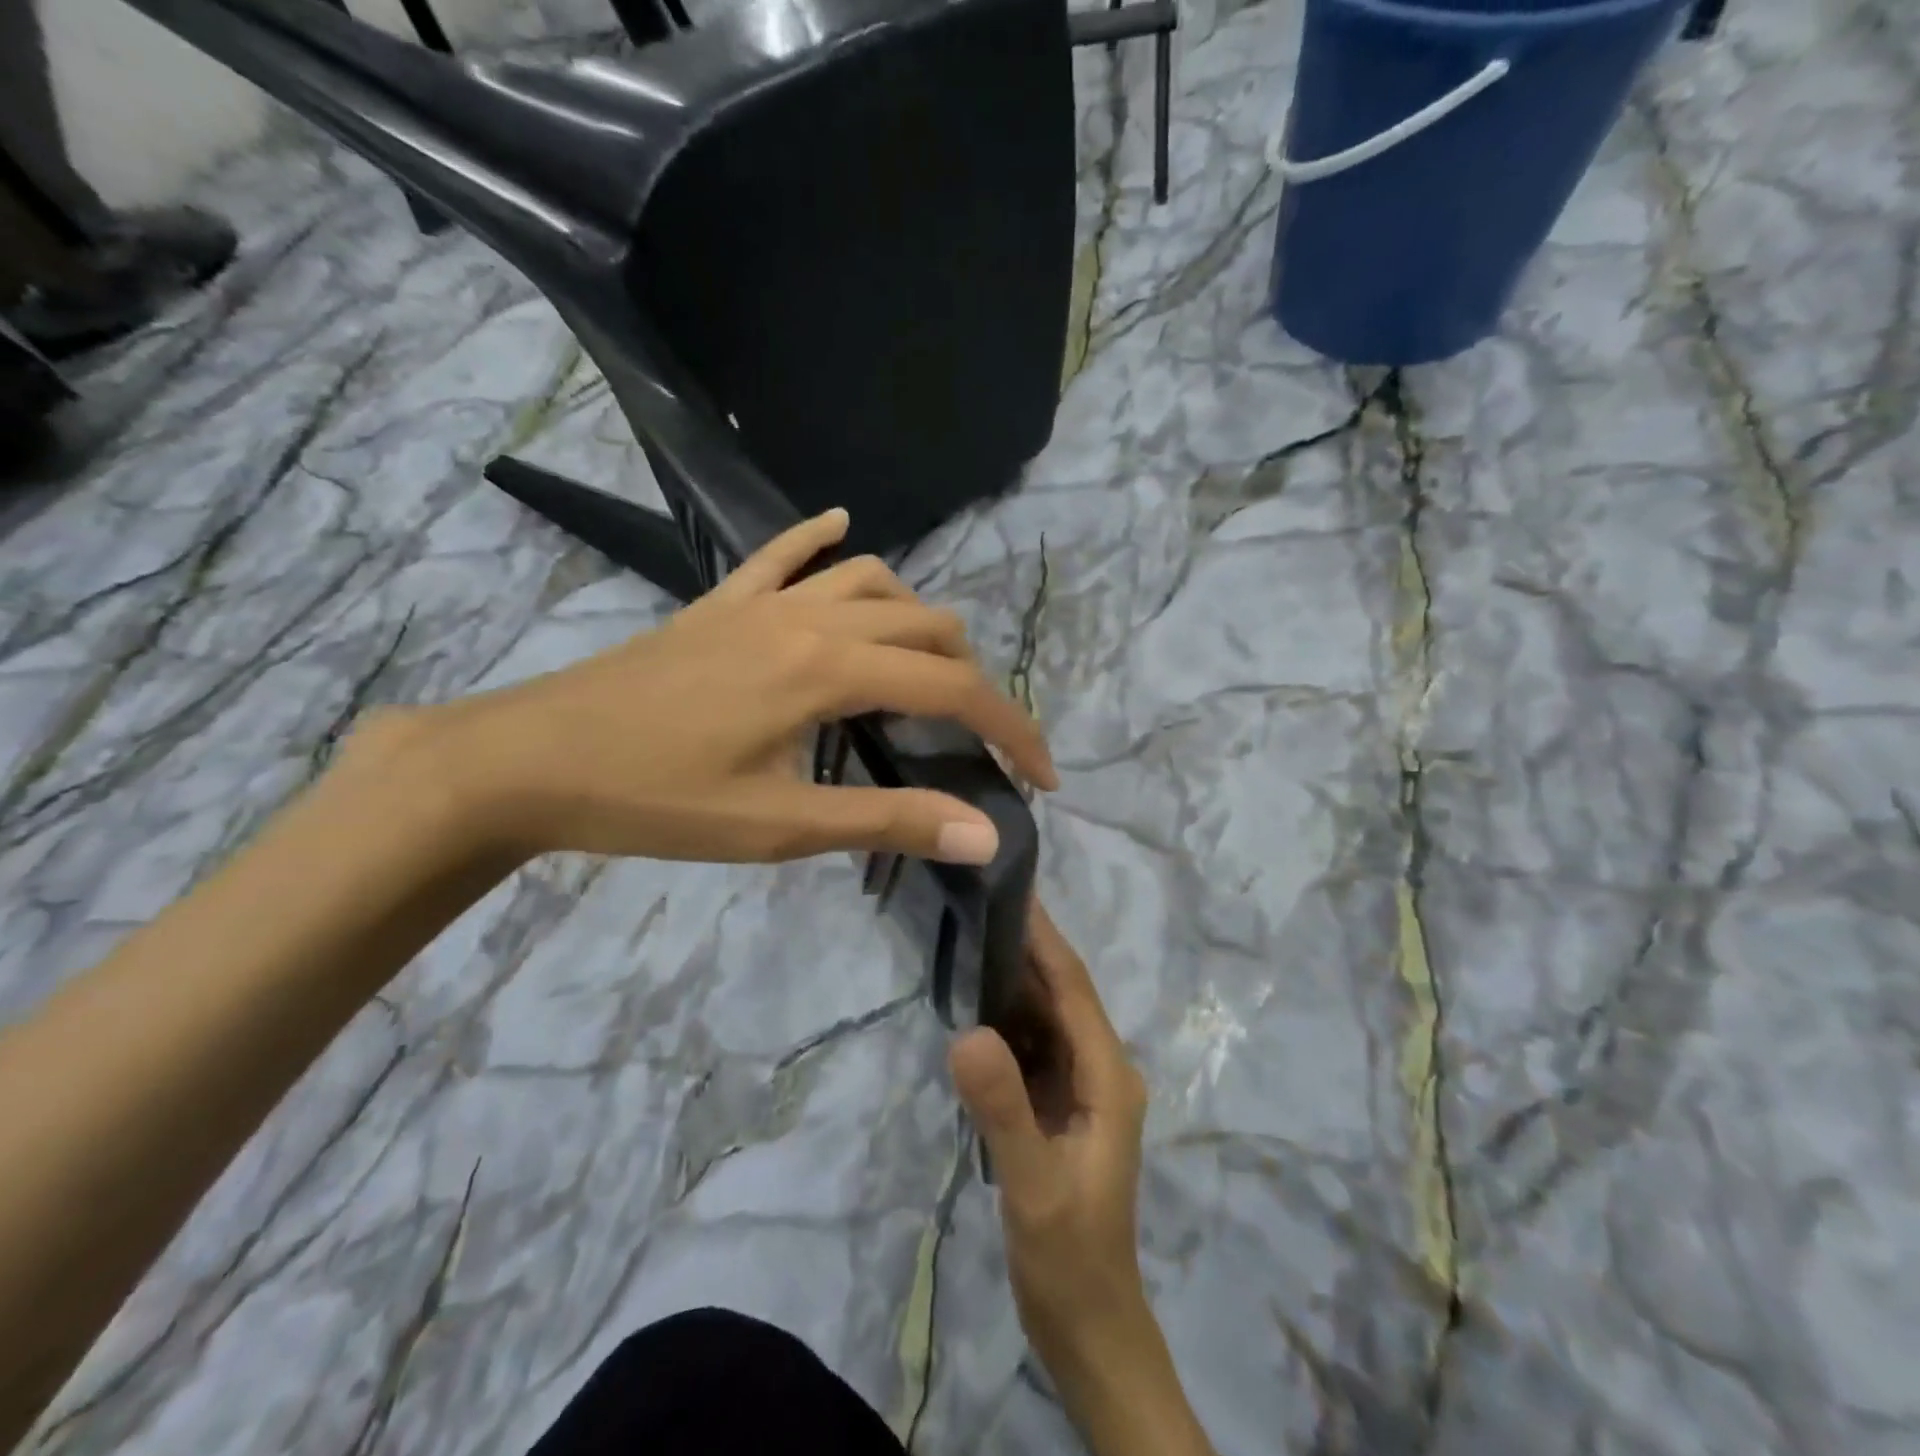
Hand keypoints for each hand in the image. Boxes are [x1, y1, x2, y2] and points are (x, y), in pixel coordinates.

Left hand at [386, 508, 1057, 865]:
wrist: (530, 759)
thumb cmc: (656, 800)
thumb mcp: (780, 825)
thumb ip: (888, 819)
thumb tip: (985, 833)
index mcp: (829, 669)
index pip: (953, 688)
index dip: (1011, 730)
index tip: (1042, 777)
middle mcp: (810, 617)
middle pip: (928, 627)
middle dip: (973, 682)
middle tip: (978, 741)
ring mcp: (763, 600)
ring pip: (873, 581)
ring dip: (917, 620)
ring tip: (926, 670)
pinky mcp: (722, 602)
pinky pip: (784, 552)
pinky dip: (823, 540)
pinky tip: (843, 528)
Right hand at [950, 900, 1150, 1370]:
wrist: (1088, 1326)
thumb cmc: (1070, 1256)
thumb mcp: (1034, 1185)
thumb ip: (1003, 1109)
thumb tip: (967, 1030)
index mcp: (1107, 1075)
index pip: (1073, 988)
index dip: (1044, 938)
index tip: (1013, 888)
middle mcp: (1099, 1069)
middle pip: (1060, 994)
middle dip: (1024, 948)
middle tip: (975, 900)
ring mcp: (1078, 1087)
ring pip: (1044, 1017)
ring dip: (1011, 980)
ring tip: (967, 936)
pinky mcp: (1057, 1105)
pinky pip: (1030, 1046)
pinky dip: (1004, 1020)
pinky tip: (971, 1007)